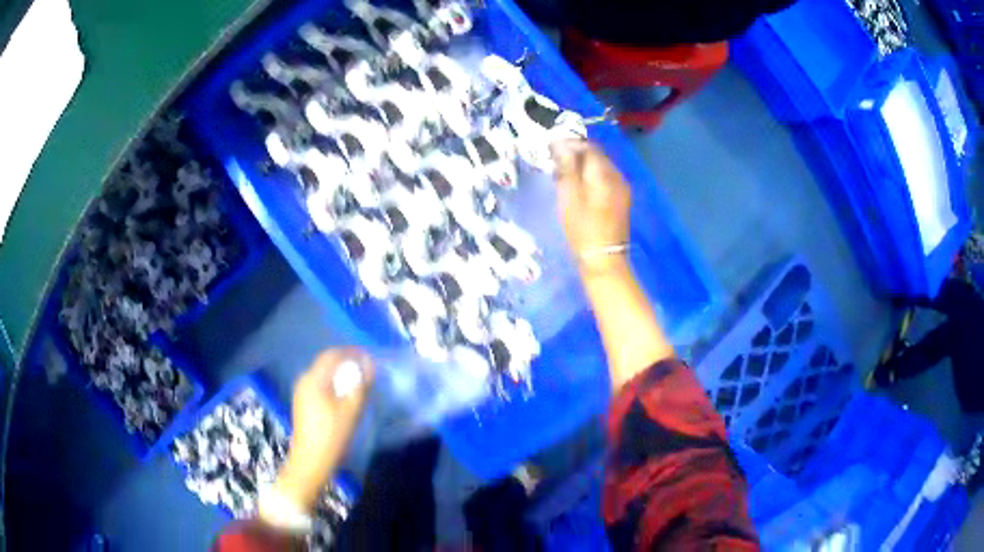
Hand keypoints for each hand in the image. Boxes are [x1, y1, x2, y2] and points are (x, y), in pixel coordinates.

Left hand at [274, 348, 373, 511]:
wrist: (311, 461)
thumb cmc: (332, 435)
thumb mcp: (352, 409)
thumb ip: (361, 384)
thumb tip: (369, 365)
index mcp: (313, 379)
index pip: (332, 355)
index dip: (351, 352)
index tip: (368, 357)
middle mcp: (304, 380)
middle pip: (326, 363)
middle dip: (346, 363)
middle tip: (366, 371)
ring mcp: (301, 392)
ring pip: (323, 375)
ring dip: (340, 375)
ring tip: (358, 383)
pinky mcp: (303, 404)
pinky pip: (319, 386)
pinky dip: (333, 385)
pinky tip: (345, 397)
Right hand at [551, 139, 631, 274]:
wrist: (603, 259)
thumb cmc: (582, 228)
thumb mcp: (569, 196)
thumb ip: (567, 166)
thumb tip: (562, 143)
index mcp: (604, 173)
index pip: (588, 147)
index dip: (570, 143)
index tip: (551, 147)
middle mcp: (617, 176)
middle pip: (597, 155)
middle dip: (577, 153)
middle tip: (556, 160)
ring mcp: (622, 188)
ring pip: (601, 166)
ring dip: (584, 165)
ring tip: (565, 173)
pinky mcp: (621, 199)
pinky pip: (606, 178)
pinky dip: (592, 176)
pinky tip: (579, 186)